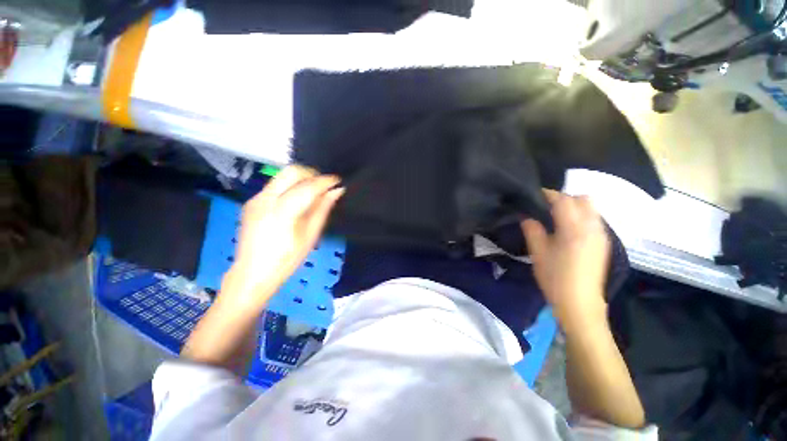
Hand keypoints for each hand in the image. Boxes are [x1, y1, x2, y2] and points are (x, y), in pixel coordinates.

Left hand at [226, 165, 343, 307]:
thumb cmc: (286, 260)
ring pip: (282, 176)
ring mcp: (256, 199)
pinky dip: (290, 186)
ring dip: (301, 179)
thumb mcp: (310, 236)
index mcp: (282, 212)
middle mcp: (266, 199)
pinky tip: (297, 200)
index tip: (338, 180)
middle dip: (311, 173)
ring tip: (314, 192)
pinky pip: (275, 185)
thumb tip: (336, 192)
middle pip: (291, 171)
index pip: (308, 187)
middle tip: (324, 185)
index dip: (325, 181)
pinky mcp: (252, 202)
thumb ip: (322, 210)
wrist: (251, 274)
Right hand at [521, 190, 609, 330]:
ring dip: (574, 206)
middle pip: (583, 199)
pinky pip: (594, 219)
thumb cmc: (555, 278)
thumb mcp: (538, 253)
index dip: (548, 194)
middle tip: (546, 208)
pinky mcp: (604, 243)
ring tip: (556, 218)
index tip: (534, 195)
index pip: (563, 200)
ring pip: (591, 208)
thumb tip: (527, 216)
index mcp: (574, 229)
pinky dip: (581, 216)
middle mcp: (592, 227)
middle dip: (565, 198)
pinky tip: (568, 230)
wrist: (580, 303)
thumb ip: (532, 230)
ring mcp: (601, 235)